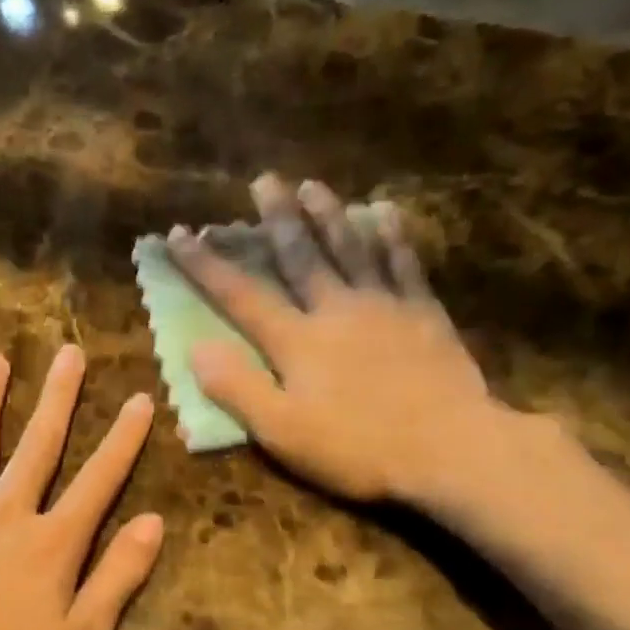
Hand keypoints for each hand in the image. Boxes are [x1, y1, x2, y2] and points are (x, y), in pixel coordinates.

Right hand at [171, 173, 514, 509]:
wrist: (450, 449)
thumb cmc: (356, 449)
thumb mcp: (282, 432)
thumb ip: (237, 388)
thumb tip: (196, 348)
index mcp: (296, 341)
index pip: (241, 296)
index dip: (206, 265)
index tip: (180, 234)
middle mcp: (335, 309)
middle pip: (300, 255)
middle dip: (276, 218)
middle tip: (263, 180)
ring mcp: (383, 306)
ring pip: (351, 248)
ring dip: (329, 214)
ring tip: (313, 185)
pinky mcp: (424, 314)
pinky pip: (404, 263)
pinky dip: (391, 235)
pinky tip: (384, 213)